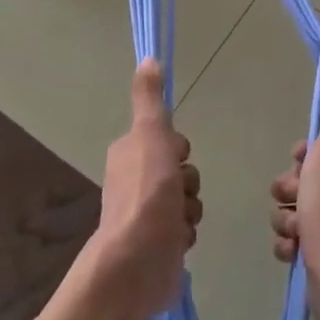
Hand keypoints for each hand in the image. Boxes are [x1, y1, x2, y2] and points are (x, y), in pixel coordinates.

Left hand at [93, 59, 200, 319]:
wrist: (137, 261)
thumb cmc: (146, 193)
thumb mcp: (150, 135)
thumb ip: (149, 99)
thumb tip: (148, 58)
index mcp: (129, 155)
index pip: (168, 141)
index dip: (178, 148)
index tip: (175, 157)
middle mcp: (135, 182)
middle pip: (181, 171)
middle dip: (189, 182)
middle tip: (178, 192)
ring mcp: (146, 216)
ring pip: (187, 200)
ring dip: (190, 209)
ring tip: (178, 221)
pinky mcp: (158, 243)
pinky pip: (186, 228)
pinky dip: (186, 233)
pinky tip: (178, 240)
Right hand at [268, 84, 319, 298]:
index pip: (315, 151)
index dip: (300, 157)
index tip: (299, 162)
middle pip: (296, 182)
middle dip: (286, 190)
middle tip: (295, 197)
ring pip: (289, 211)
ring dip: (285, 220)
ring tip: (296, 231)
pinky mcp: (316, 254)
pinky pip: (289, 241)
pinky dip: (288, 246)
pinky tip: (295, 251)